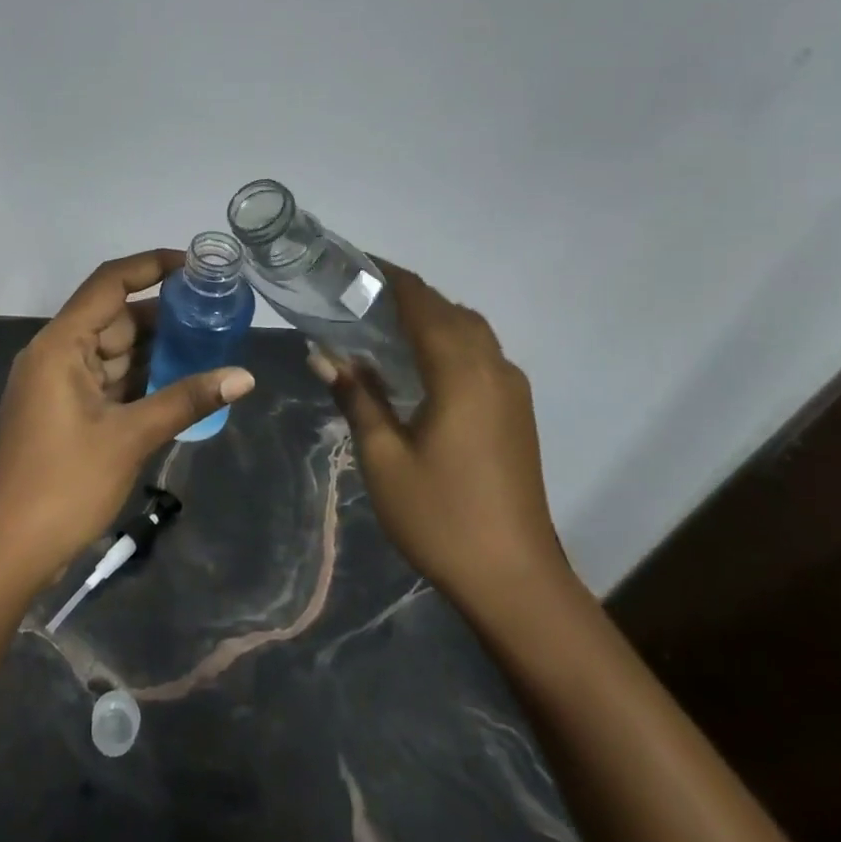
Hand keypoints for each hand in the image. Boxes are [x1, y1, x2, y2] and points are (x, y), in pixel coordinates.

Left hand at [0, 250, 256, 586]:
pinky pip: (107, 380)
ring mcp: (57, 384)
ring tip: (209, 342)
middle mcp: (55, 354)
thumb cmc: (64, 485)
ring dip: (155, 349)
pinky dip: (139, 378)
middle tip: (215, 312)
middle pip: (114, 318)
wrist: (7, 550)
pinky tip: (179, 380)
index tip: (194, 265)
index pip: (108, 284)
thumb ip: (186, 400)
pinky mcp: (63, 411)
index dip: (150, 266)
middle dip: (163, 315)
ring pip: (113, 351)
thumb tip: (244, 376)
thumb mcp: (130, 438)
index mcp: (60, 345)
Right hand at [308, 263, 566, 611]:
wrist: (514, 578)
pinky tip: (419, 366)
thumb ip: (357, 397)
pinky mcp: (516, 412)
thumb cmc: (440, 514)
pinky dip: (450, 341)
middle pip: (450, 311)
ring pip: (471, 331)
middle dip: (409, 295)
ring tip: (385, 324)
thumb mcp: (383, 457)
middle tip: (360, 296)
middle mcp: (492, 369)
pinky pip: (481, 355)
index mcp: (460, 372)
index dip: (391, 277)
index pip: (423, 303)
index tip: (355, 263)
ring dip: (432, 317)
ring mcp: (511, 390)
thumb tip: (324, 355)